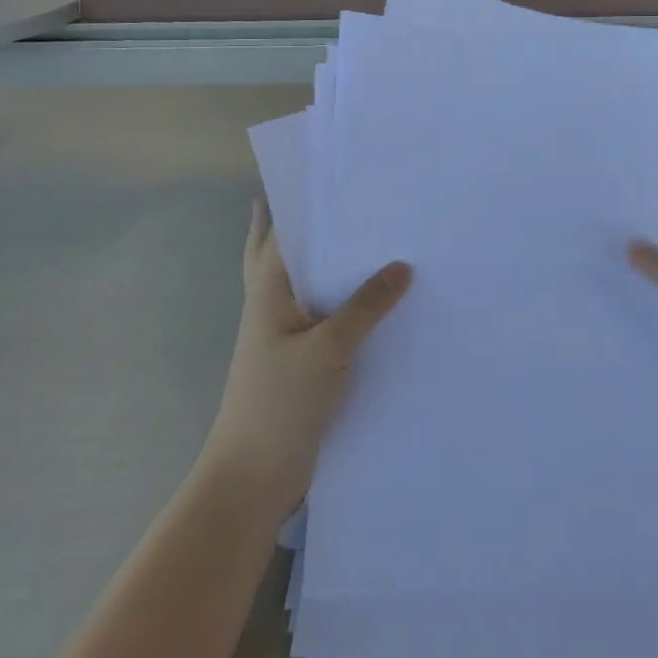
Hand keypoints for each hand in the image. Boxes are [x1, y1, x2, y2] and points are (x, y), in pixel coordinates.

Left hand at [198, 202, 411, 520]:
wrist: (254, 476)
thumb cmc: (281, 401)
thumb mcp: (329, 348)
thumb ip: (367, 306)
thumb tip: (403, 265)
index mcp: (269, 290)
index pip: (287, 233)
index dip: (309, 206)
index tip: (341, 181)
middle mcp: (272, 304)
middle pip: (283, 253)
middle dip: (306, 227)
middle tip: (345, 202)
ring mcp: (284, 334)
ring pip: (306, 285)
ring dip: (328, 264)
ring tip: (367, 242)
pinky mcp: (301, 361)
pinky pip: (324, 318)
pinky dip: (342, 303)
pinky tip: (371, 304)